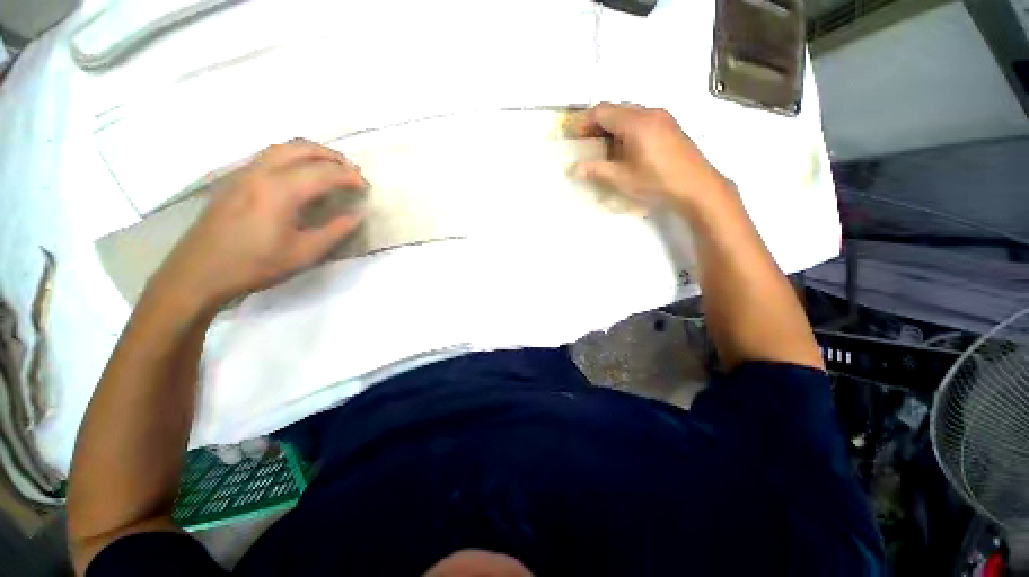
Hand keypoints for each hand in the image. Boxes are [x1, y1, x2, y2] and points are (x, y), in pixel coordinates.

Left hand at [152, 139, 366, 308]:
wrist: (199, 272)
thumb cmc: (255, 265)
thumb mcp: (304, 254)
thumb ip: (335, 231)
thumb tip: (357, 215)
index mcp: (280, 191)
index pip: (324, 172)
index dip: (349, 176)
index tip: (366, 185)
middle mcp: (261, 172)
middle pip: (302, 148)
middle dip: (332, 156)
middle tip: (351, 170)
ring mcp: (243, 173)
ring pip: (282, 147)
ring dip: (311, 152)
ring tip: (330, 167)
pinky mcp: (234, 180)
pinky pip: (268, 156)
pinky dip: (292, 157)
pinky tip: (299, 175)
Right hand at [567, 103, 729, 205]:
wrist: (697, 186)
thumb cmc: (657, 182)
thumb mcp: (622, 179)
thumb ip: (597, 170)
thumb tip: (576, 168)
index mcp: (635, 122)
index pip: (603, 111)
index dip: (586, 123)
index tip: (578, 139)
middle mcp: (649, 112)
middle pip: (616, 109)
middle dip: (598, 125)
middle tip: (590, 145)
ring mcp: (662, 117)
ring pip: (630, 113)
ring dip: (614, 127)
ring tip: (607, 149)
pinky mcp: (670, 126)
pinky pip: (642, 119)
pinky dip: (628, 129)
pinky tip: (627, 149)